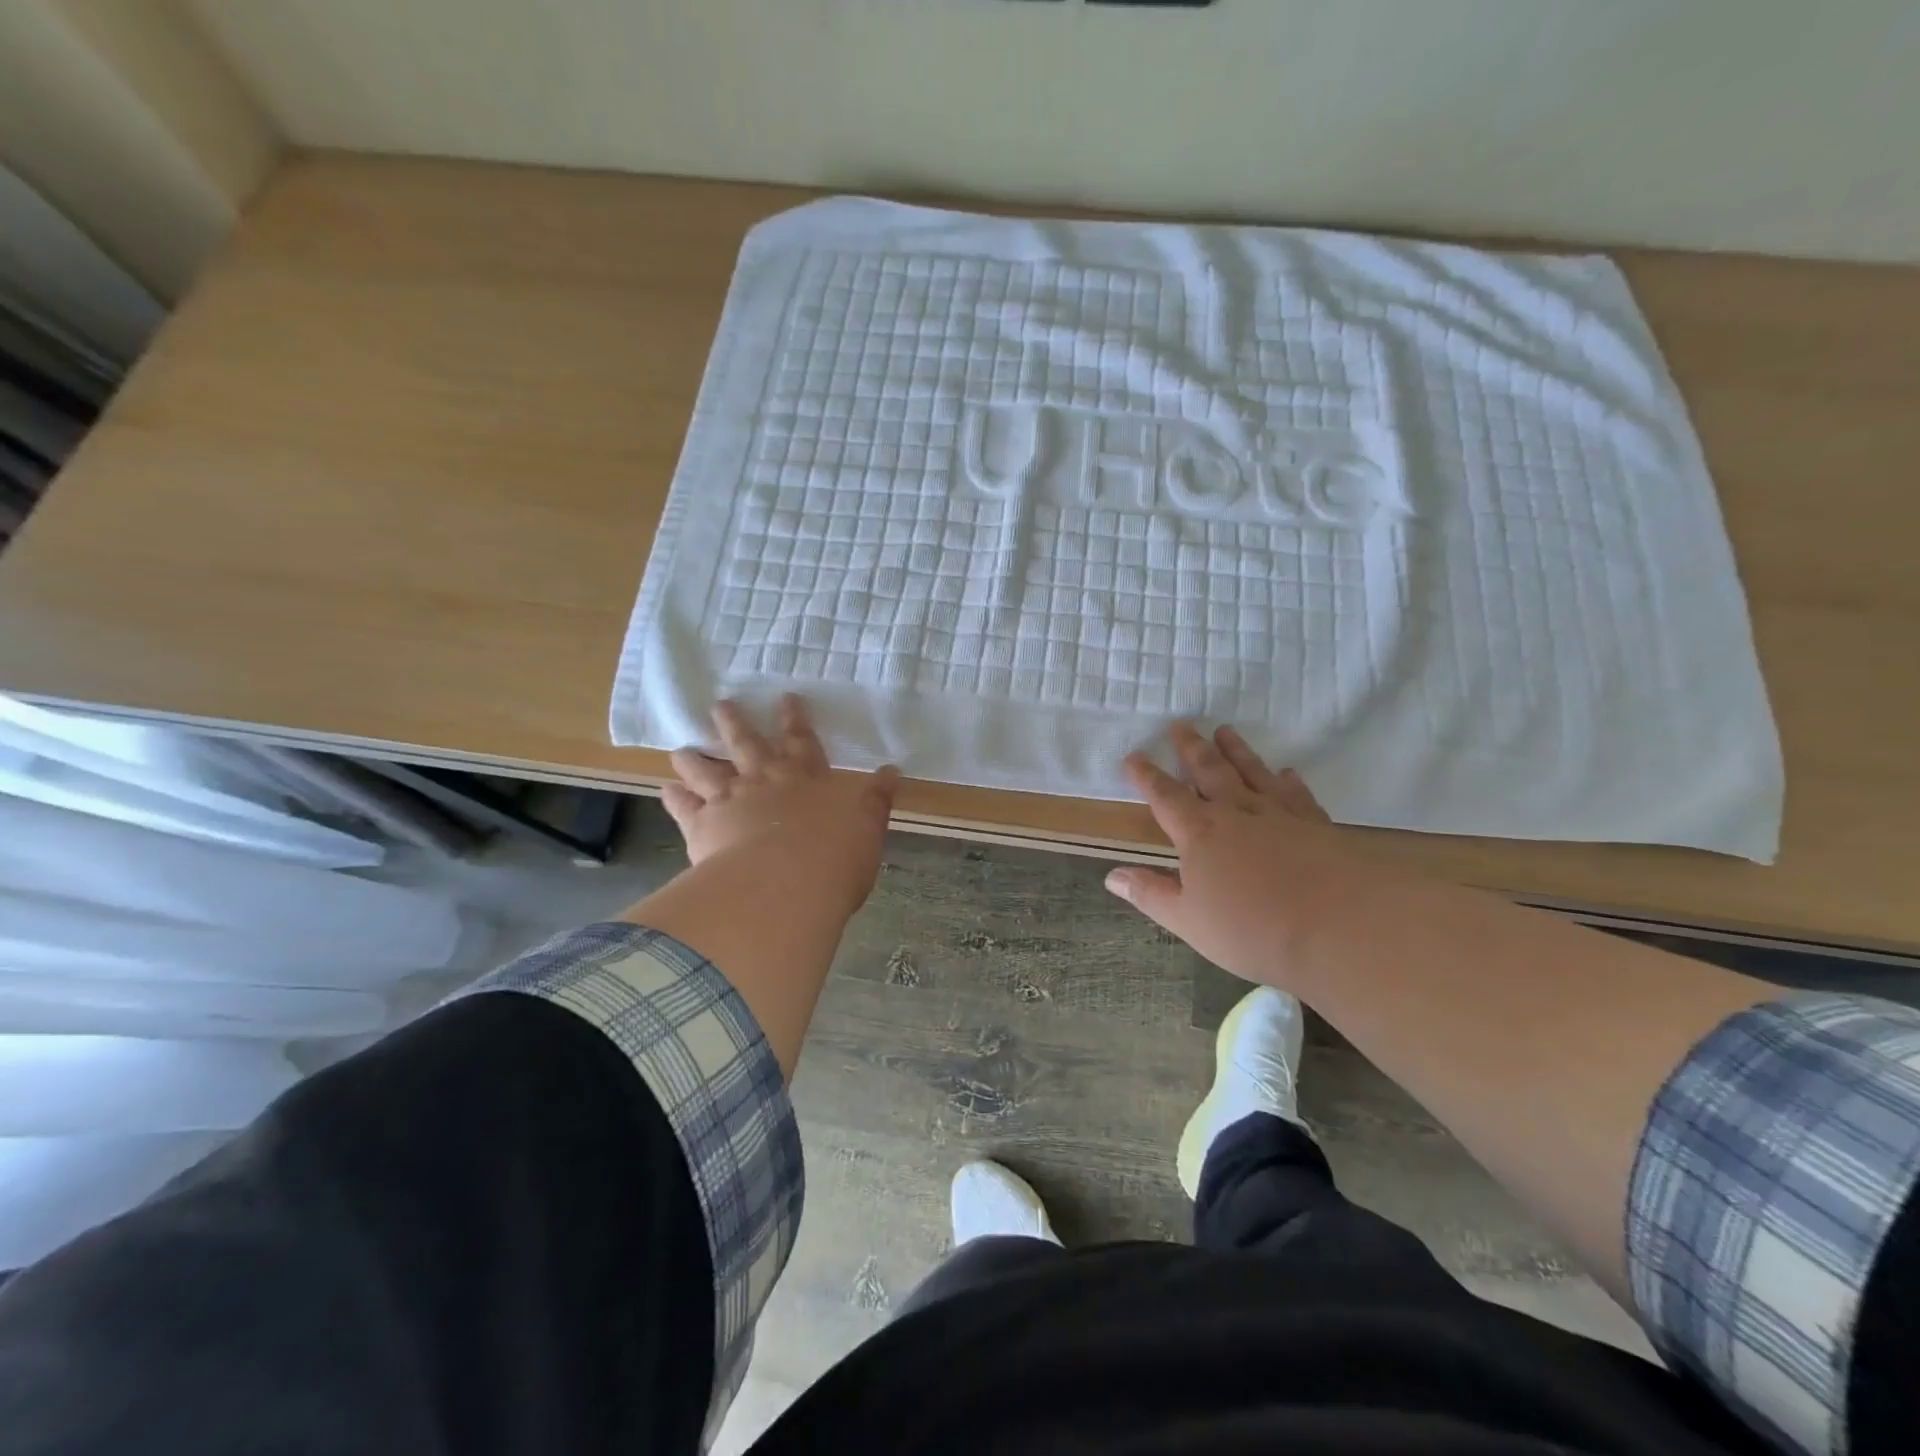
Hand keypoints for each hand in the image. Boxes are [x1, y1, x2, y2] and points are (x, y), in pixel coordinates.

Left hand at [662, 696, 900, 918]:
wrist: (784, 886)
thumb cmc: (834, 857)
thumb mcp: (868, 826)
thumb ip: (876, 799)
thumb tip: (892, 770)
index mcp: (805, 777)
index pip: (801, 739)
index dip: (794, 718)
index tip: (785, 698)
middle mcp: (765, 780)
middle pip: (746, 744)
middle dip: (734, 723)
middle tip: (720, 705)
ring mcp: (730, 800)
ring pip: (706, 770)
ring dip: (694, 758)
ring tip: (680, 748)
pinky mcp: (702, 826)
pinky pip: (683, 807)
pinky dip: (674, 797)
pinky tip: (666, 790)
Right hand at [1104, 723, 1388, 990]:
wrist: (1338, 925)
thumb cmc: (1252, 929)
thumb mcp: (1189, 920)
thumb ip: (1151, 895)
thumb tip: (1112, 876)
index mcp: (1199, 833)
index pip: (1165, 796)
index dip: (1147, 776)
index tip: (1134, 755)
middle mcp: (1236, 812)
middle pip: (1208, 771)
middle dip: (1191, 748)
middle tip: (1181, 725)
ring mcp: (1279, 814)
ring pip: (1251, 772)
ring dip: (1236, 751)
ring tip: (1225, 730)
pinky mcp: (1316, 824)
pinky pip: (1296, 793)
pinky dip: (1287, 780)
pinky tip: (1287, 773)